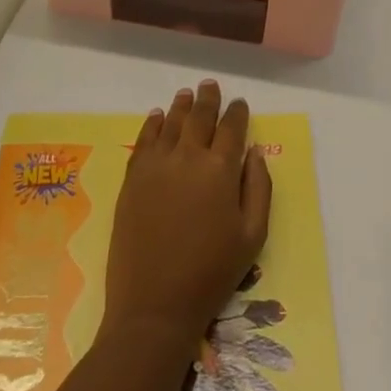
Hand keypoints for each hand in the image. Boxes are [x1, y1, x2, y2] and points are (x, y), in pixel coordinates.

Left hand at [103, 80, 272, 353]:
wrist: (155, 304)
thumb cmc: (212, 273)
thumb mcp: (253, 235)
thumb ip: (258, 187)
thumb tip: (255, 151)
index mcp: (221, 169)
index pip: (231, 128)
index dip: (237, 113)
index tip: (240, 104)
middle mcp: (188, 157)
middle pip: (199, 117)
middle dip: (207, 100)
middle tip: (210, 85)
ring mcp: (156, 166)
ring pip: (170, 123)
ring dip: (180, 106)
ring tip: (185, 94)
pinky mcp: (132, 179)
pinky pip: (144, 141)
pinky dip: (151, 124)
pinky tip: (156, 116)